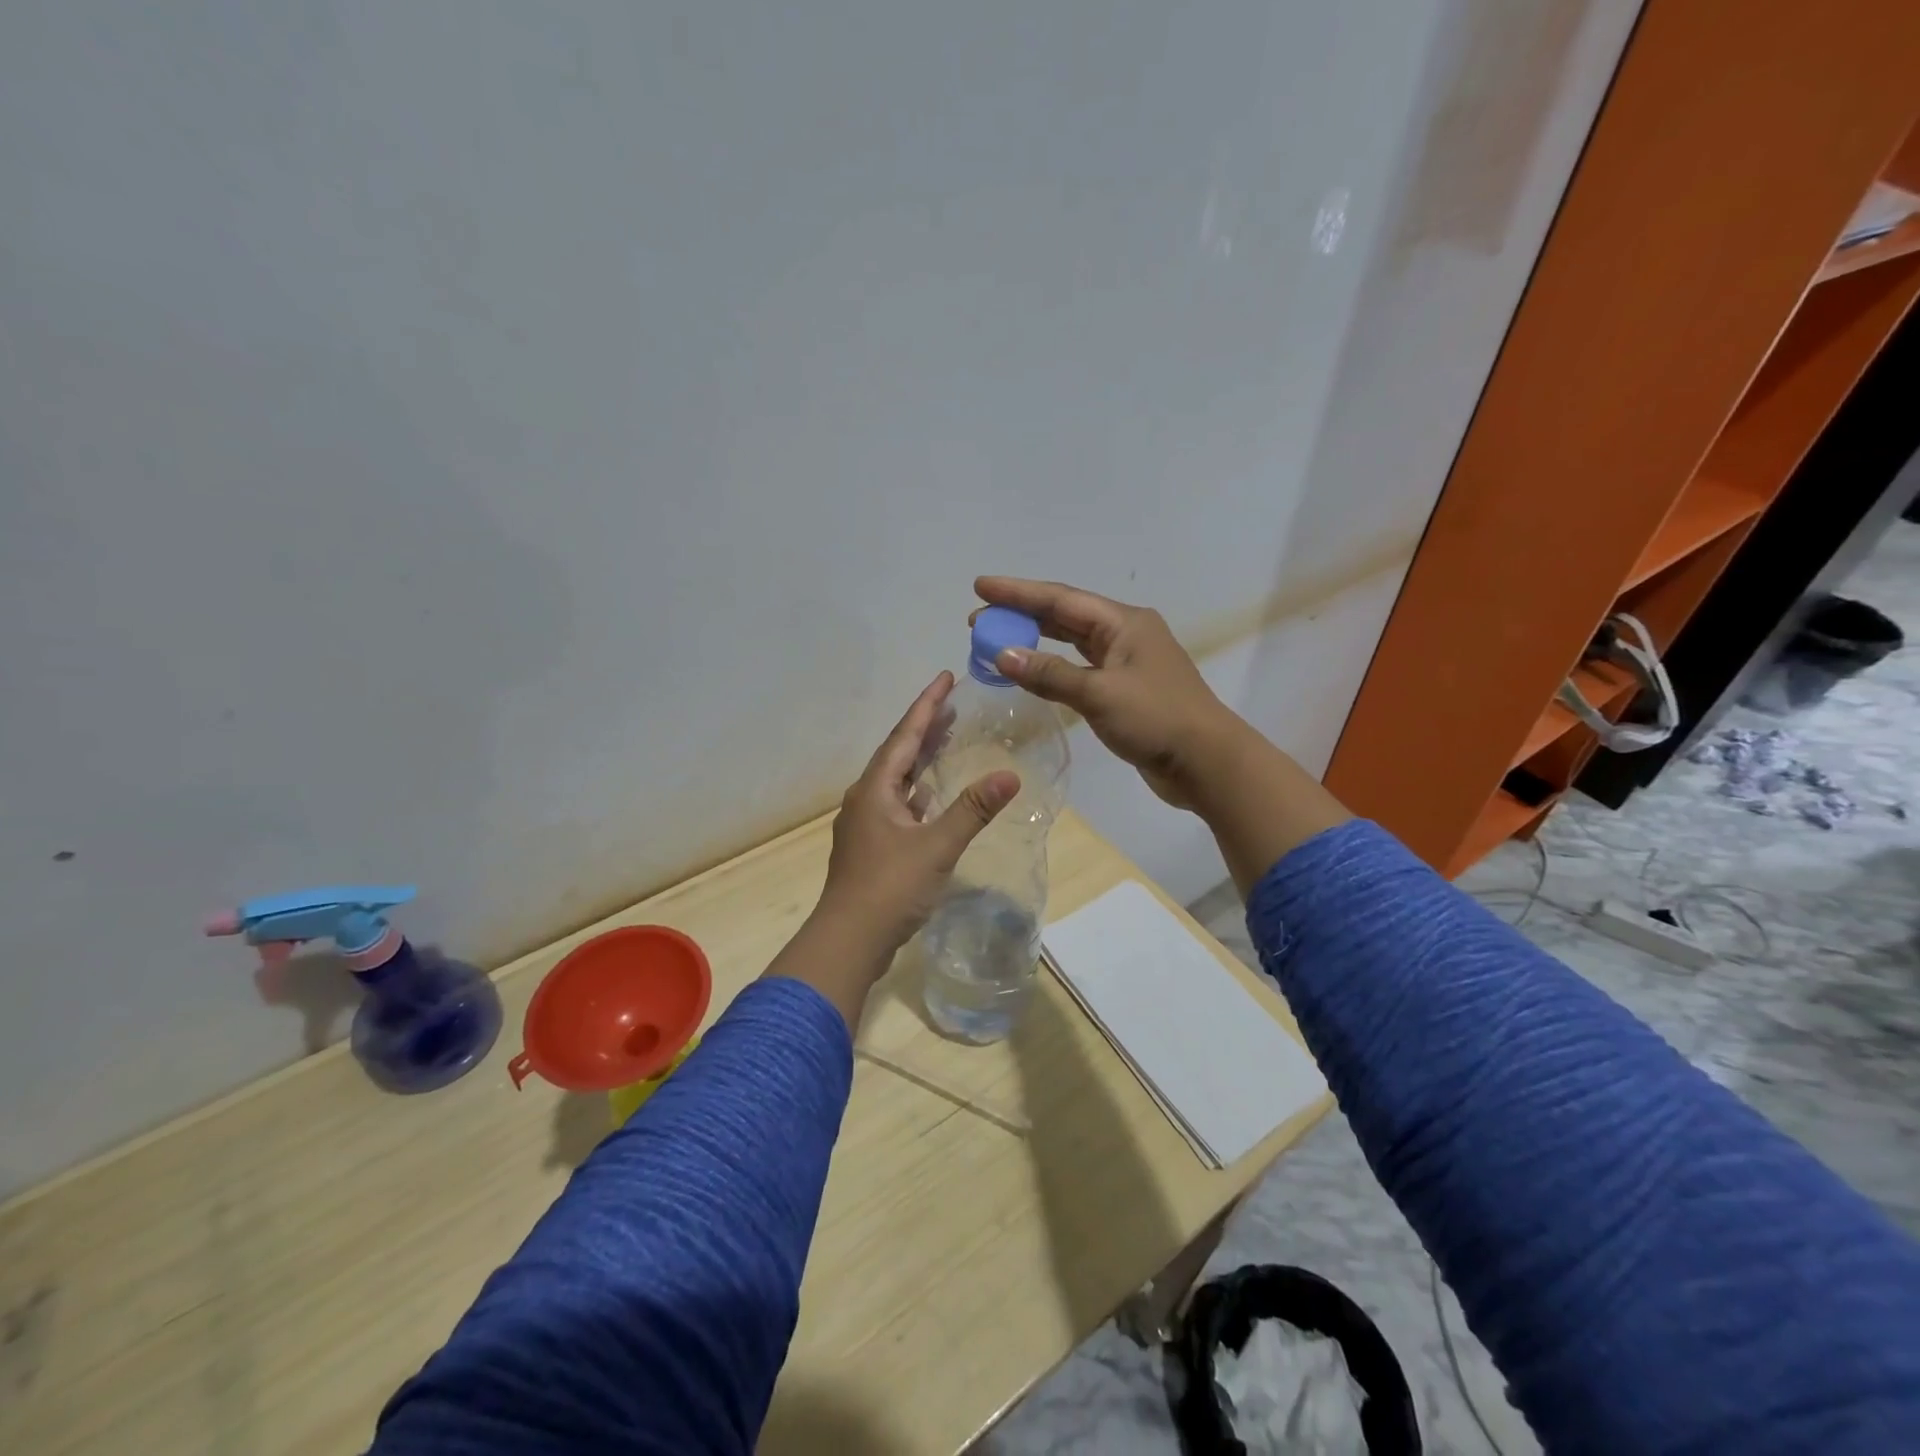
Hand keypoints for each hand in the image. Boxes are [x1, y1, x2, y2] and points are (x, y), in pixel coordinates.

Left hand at [818, 671, 1018, 957]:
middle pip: (899, 752)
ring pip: (898, 779)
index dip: (927, 705)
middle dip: (925, 726)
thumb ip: (972, 809)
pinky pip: (900, 804)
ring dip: (922, 757)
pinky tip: (932, 794)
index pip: (905, 735)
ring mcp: (867, 824)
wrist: (849, 941)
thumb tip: (1009, 775)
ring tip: (947, 738)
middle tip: (952, 702)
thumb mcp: (936, 847)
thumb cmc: (889, 888)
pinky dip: (919, 791)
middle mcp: (867, 799)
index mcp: (876, 789)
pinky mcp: (873, 846)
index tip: (946, 676)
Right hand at [973, 577, 1239, 808]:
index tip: (980, 586)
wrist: (1206, 763)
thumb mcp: (1099, 694)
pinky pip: (1079, 668)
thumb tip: (1002, 654)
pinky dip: (1052, 667)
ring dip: (1035, 640)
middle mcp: (1125, 634)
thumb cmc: (1155, 719)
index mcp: (1124, 622)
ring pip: (1071, 642)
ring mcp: (1126, 662)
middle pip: (1064, 616)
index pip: (1060, 599)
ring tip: (997, 640)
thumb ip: (1049, 673)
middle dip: (1021, 614)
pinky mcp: (1124, 690)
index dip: (1017, 592)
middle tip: (979, 619)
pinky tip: (1031, 670)